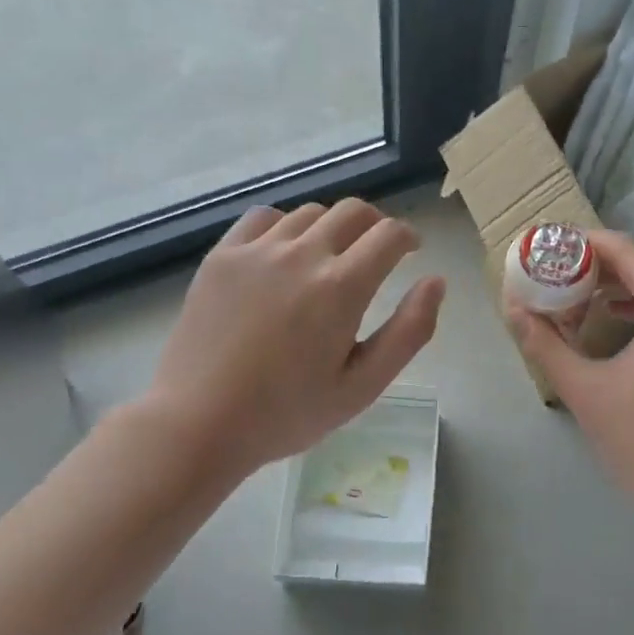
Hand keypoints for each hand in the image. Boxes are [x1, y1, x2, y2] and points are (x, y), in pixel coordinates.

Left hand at [132, 200, 444, 481]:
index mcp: (342, 287)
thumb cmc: (287, 413)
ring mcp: (257, 251)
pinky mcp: (223, 256)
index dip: (408, 237)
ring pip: (310, 213)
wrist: (197, 423)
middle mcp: (303, 254)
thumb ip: (409, 331)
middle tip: (376, 252)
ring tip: (328, 257)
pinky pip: (264, 217)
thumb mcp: (362, 386)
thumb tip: (436, 282)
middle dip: (375, 225)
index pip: (389, 234)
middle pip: (353, 211)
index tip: (410, 250)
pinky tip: (283, 252)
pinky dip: (285, 226)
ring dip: (332, 227)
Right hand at [508, 231, 633, 537]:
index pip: (631, 252)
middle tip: (562, 270)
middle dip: (605, 264)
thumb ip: (545, 343)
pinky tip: (619, 322)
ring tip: (584, 294)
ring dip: (626, 286)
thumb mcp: (584, 389)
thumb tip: (512, 308)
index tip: (555, 246)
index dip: (590, 242)